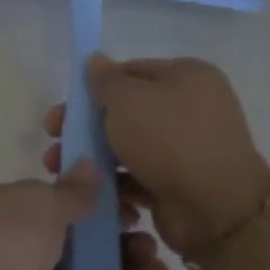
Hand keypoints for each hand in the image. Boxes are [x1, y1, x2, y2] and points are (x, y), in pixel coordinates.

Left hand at [0, 160, 174, 269]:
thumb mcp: (36, 204)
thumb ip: (72, 194)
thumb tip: (92, 164)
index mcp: (24, 214)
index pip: (75, 209)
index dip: (110, 209)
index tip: (139, 207)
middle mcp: (34, 254)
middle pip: (93, 252)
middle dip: (128, 247)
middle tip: (149, 248)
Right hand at [43, 55, 269, 263]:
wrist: (216, 208)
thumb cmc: (168, 139)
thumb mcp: (127, 99)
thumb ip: (105, 79)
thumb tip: (95, 60)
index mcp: (187, 76)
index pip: (129, 72)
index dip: (92, 89)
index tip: (64, 110)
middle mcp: (191, 108)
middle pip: (125, 111)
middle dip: (85, 127)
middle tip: (54, 141)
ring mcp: (187, 148)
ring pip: (128, 145)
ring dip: (93, 157)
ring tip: (61, 170)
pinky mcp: (180, 183)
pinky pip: (139, 175)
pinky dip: (116, 182)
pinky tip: (92, 191)